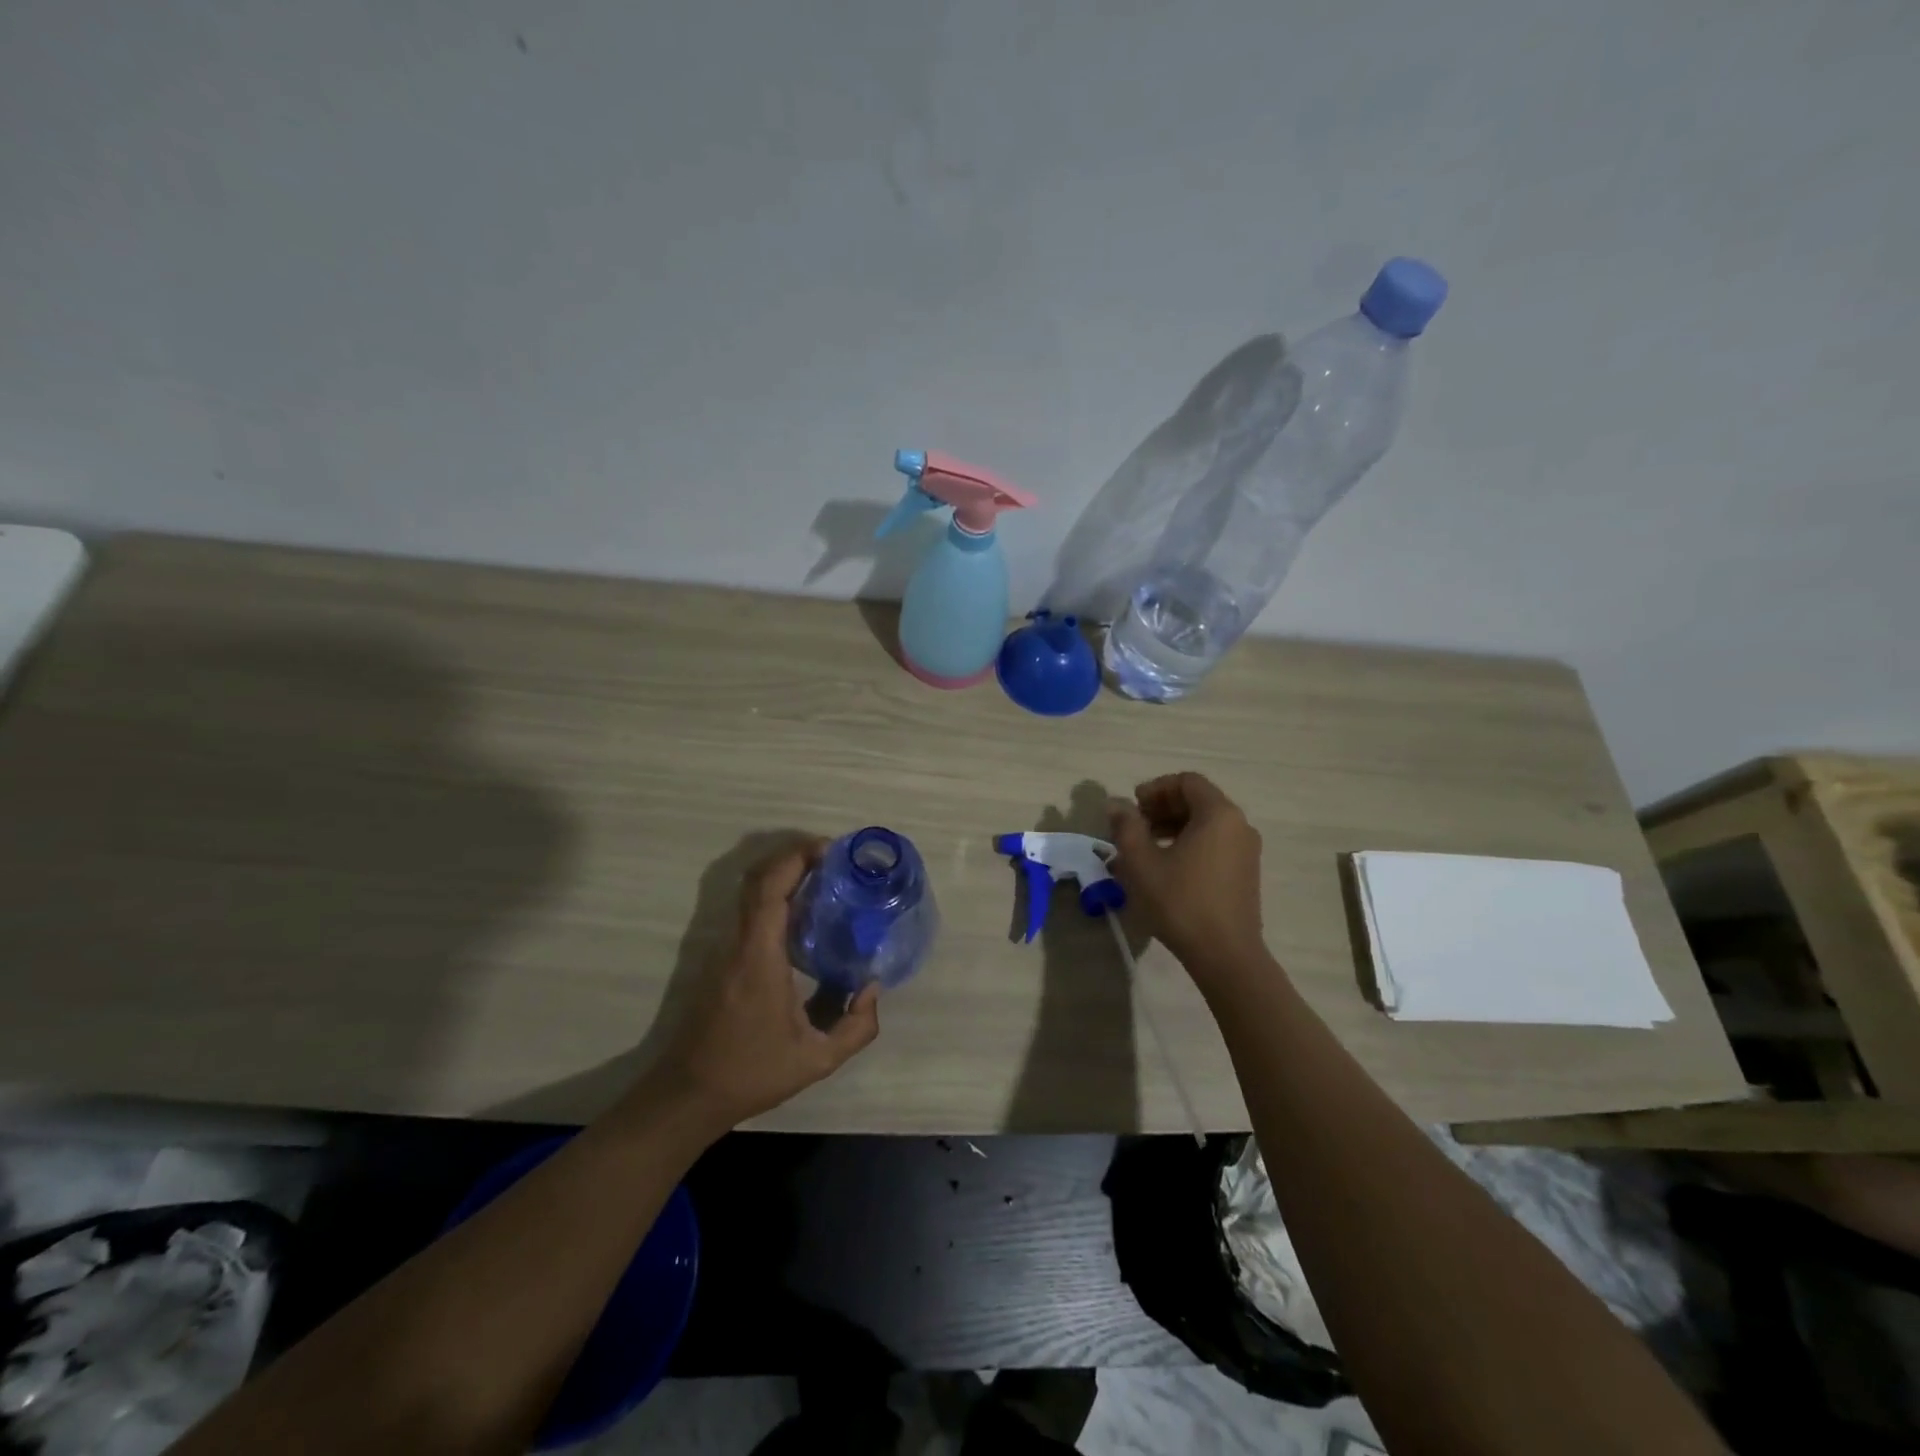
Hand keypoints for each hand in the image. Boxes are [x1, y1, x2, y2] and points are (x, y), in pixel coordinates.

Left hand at [644, 841, 879, 1132]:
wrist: (688, 1094)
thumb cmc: (751, 1073)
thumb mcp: (816, 1061)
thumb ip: (856, 1028)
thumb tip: (873, 989)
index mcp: (759, 956)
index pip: (771, 888)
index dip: (797, 857)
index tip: (830, 850)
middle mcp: (738, 942)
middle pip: (758, 879)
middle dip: (793, 856)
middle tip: (834, 859)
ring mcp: (725, 949)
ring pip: (750, 892)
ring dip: (783, 874)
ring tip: (824, 878)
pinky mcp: (721, 959)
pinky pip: (749, 911)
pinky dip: (775, 896)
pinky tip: (804, 913)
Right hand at [1110, 773, 1269, 985]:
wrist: (1225, 955)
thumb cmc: (1181, 902)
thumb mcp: (1142, 862)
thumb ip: (1126, 827)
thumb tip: (1116, 805)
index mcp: (1218, 814)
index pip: (1187, 782)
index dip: (1155, 788)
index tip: (1132, 807)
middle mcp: (1239, 825)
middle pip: (1198, 800)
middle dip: (1162, 808)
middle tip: (1134, 827)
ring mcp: (1246, 850)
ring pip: (1205, 824)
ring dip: (1172, 827)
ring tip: (1143, 848)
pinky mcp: (1245, 873)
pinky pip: (1214, 844)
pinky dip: (1188, 844)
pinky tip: (1165, 868)